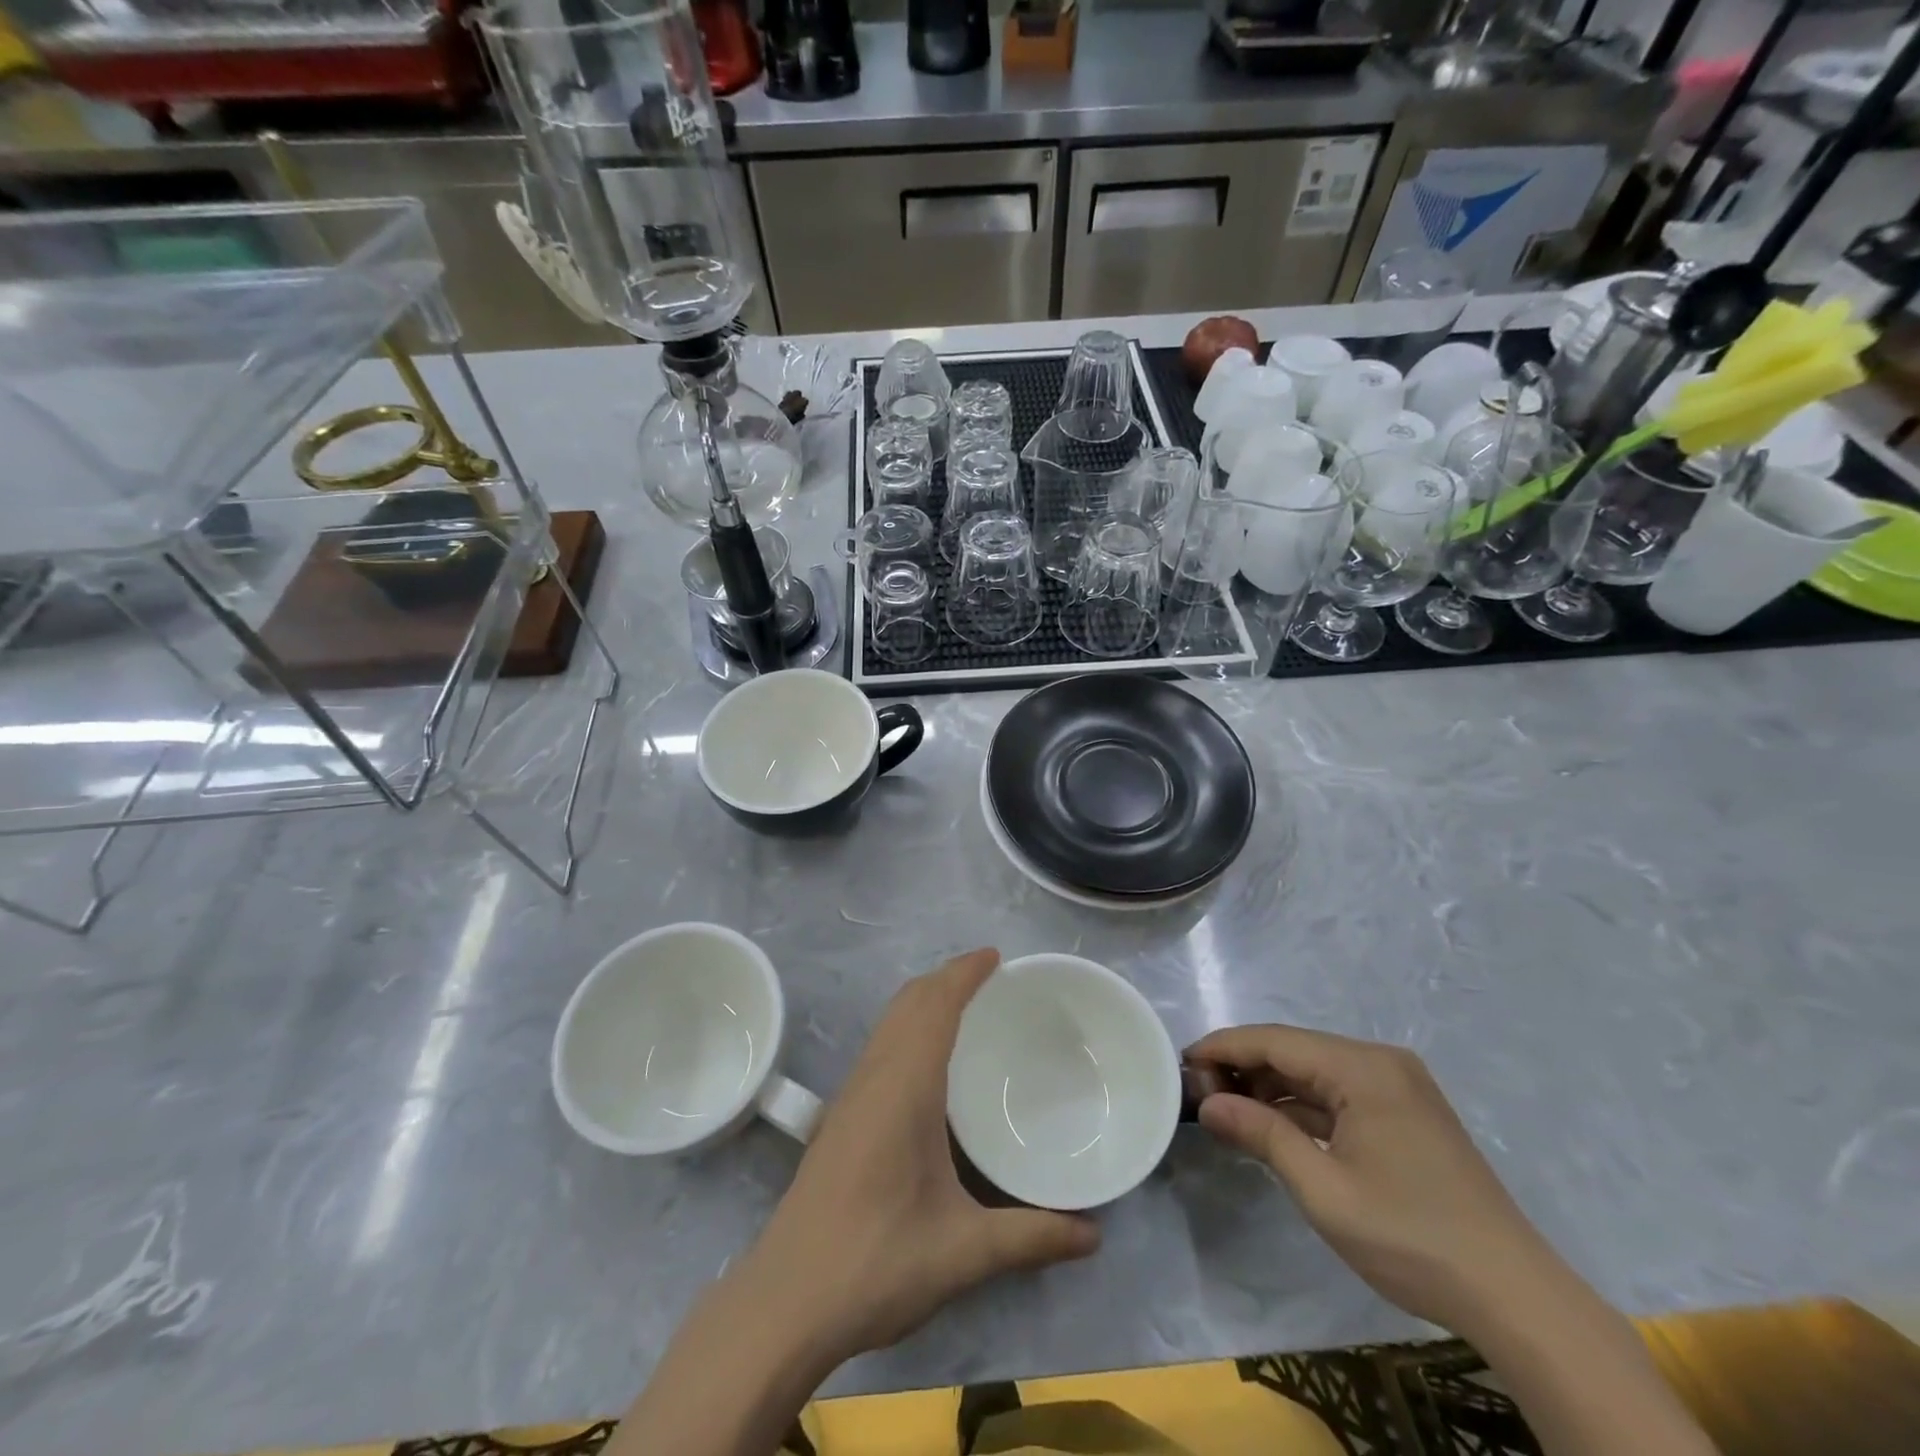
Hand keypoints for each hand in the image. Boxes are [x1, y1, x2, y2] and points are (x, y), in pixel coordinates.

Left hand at [745, 949, 1099, 1361]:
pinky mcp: (838, 1119)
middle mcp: (873, 1078)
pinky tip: (925, 1065)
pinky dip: (907, 1028)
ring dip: (923, 1001)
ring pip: (888, 1023)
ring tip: (963, 1007)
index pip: (934, 1006)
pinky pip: (879, 1047)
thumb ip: (1031, 1238)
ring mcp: (849, 1097)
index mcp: (903, 1087)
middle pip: (908, 1003)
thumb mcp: (963, 1252)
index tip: (996, 957)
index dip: (963, 973)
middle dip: (946, 978)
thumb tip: (1094, 1235)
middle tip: (990, 978)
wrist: (784, 1302)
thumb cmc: (875, 1262)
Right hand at [1186, 1024, 1563, 1335]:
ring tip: (1228, 1111)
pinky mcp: (1405, 1113)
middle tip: (1200, 1095)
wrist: (1515, 1297)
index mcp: (1363, 1068)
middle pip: (1294, 1049)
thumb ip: (1261, 1135)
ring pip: (1315, 1070)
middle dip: (1244, 1067)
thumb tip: (1207, 1103)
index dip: (1223, 1048)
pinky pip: (1339, 1093)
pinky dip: (1302, 1106)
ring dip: (1271, 1087)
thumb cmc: (1411, 1238)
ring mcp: (1397, 1087)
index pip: (1274, 1040)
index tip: (1181, 1064)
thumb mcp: (1324, 1190)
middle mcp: (1381, 1062)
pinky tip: (1273, 1125)